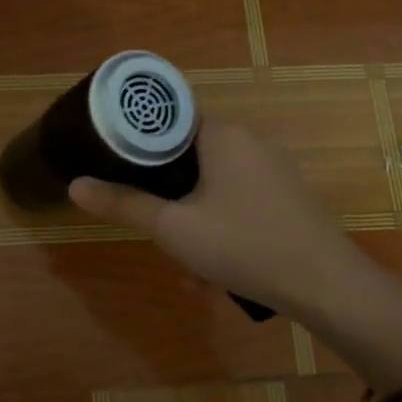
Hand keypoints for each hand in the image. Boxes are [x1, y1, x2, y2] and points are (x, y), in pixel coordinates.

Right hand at [68, 121, 373, 318]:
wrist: (326, 286)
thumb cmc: (243, 245)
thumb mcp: (173, 228)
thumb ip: (123, 204)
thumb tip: (75, 185)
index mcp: (223, 135)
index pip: (172, 115)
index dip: (142, 135)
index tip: (118, 158)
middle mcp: (252, 141)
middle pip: (192, 154)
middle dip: (168, 192)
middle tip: (152, 222)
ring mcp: (276, 169)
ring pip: (216, 184)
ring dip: (194, 217)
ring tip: (187, 265)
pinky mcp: (290, 197)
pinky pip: (241, 201)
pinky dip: (222, 226)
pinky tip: (216, 271)